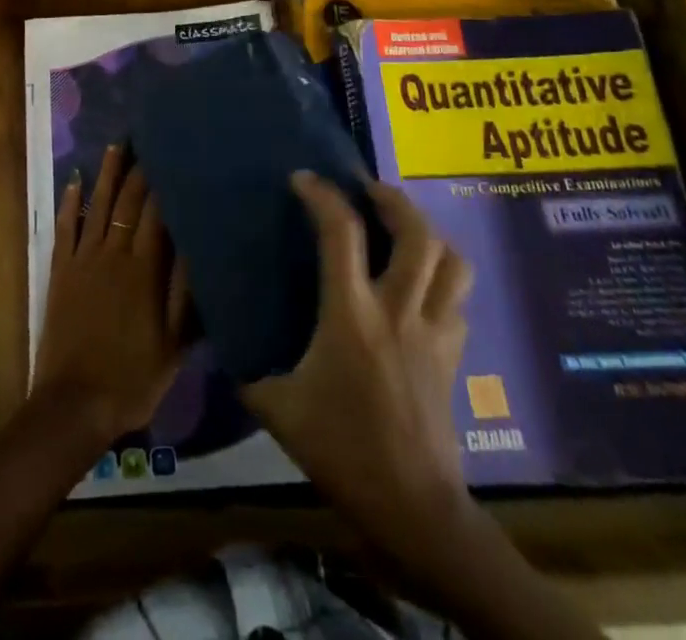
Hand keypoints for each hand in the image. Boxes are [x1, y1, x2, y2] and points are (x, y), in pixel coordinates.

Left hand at [33, 145, 188, 446]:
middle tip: (147, 139)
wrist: (74, 403)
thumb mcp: (174, 344)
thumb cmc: (132, 378)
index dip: (164, 184)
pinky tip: (74, 180)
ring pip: (97, 206)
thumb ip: (185, 293)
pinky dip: (70, 203)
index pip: (156, 215)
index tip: (173, 156)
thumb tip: (196, 245)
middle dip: (139, 170)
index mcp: (144, 270)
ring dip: (106, 174)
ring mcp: (83, 260)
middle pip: (127, 203)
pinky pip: (66, 228)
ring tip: (116, 145)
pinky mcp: (60, 271)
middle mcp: (113, 254)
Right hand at [243, 172, 474, 550]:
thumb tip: (227, 348)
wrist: (414, 508)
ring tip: (402, 228)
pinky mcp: (453, 354)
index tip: (303, 178)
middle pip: (417, 234)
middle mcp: (399, 309)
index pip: (341, 233)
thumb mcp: (280, 411)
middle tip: (368, 191)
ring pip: (452, 261)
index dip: (321, 195)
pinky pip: (458, 298)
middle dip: (393, 200)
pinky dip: (443, 278)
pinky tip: (421, 285)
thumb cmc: (343, 450)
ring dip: (429, 233)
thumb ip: (249, 373)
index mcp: (352, 314)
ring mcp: (433, 330)